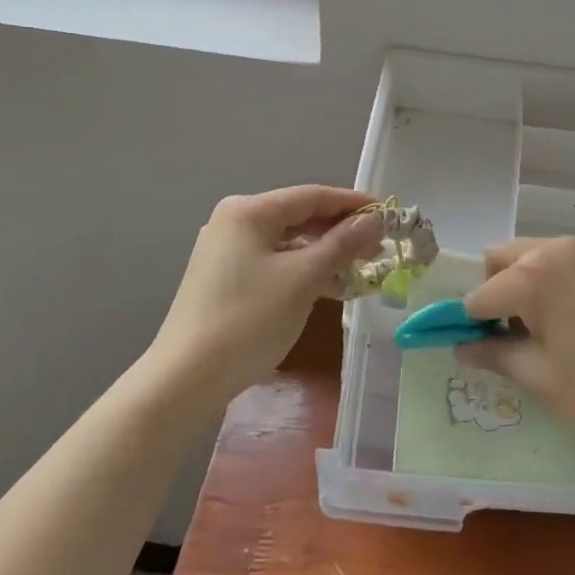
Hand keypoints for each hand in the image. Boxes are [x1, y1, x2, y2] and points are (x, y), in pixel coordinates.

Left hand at [144, 185, 382, 407]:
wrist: (186, 378)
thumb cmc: (248, 318)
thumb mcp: (303, 278)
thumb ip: (342, 244)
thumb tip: (375, 221)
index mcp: (250, 211)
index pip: (312, 196)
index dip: (353, 204)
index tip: (388, 213)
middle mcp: (235, 222)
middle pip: (300, 217)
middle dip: (341, 231)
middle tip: (378, 247)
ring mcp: (228, 251)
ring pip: (289, 243)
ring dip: (325, 254)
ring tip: (361, 270)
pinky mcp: (226, 279)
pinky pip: (276, 263)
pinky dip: (304, 271)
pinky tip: (331, 288)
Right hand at [457, 237, 574, 449]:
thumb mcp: (545, 380)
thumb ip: (497, 356)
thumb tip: (462, 347)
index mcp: (533, 276)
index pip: (479, 296)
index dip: (469, 326)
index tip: (476, 352)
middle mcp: (556, 250)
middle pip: (500, 260)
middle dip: (493, 294)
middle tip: (510, 338)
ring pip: (531, 256)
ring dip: (521, 285)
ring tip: (544, 332)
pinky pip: (562, 261)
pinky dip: (551, 281)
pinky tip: (573, 321)